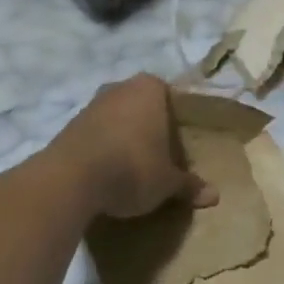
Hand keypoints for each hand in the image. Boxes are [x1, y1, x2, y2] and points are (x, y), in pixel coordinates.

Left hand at [51, 75, 215, 219]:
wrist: (71, 179)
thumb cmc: (133, 167)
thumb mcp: (167, 182)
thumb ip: (188, 184)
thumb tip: (215, 196)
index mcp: (150, 88)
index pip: (170, 97)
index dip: (176, 121)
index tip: (179, 146)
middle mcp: (120, 88)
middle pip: (142, 106)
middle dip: (149, 128)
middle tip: (159, 156)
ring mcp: (91, 105)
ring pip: (117, 119)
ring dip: (124, 138)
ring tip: (132, 168)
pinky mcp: (69, 126)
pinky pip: (96, 135)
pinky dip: (103, 149)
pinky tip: (107, 173)